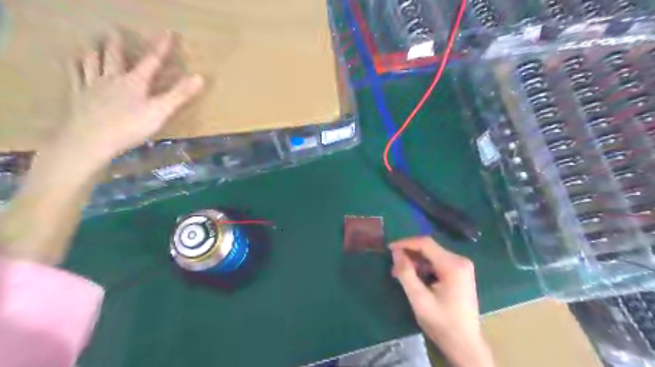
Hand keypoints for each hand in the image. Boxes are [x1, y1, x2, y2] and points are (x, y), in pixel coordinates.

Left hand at [60, 32, 204, 163]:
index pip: (151, 61)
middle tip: (116, 32)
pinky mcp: (78, 96)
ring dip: (95, 51)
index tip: (168, 33)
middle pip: (115, 56)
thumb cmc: (130, 127)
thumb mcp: (161, 112)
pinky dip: (76, 66)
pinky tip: (74, 63)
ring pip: (92, 62)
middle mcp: (112, 78)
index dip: (161, 47)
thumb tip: (200, 77)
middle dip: (119, 44)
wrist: (90, 140)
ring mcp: (92, 86)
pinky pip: (75, 75)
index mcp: (135, 82)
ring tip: (93, 44)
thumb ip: (179, 94)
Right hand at [391, 237, 494, 366]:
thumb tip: (396, 253)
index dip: (405, 243)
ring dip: (415, 262)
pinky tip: (415, 278)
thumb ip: (406, 273)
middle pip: (429, 248)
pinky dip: (424, 268)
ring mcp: (462, 266)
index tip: (389, 248)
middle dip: (409, 255)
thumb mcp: (419, 299)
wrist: (465, 345)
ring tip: (401, 275)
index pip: (425, 243)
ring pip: (432, 255)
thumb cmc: (442, 323)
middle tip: (394, 267)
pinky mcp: (460, 273)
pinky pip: (437, 263)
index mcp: (453, 265)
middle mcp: (460, 260)